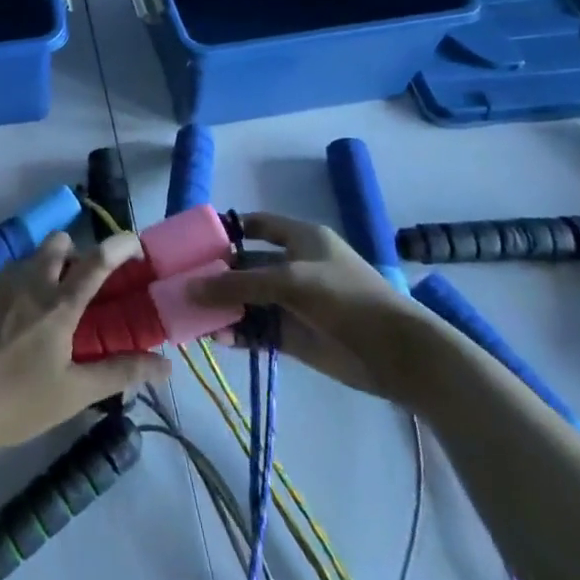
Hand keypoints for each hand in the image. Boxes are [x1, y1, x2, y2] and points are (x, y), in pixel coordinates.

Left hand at [0, 231, 170, 450]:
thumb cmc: (18, 403)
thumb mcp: (74, 393)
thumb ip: (120, 373)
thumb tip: (166, 367)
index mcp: (58, 304)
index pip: (97, 261)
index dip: (119, 245)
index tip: (133, 242)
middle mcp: (29, 281)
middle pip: (58, 242)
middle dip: (72, 253)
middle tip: (75, 288)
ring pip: (27, 260)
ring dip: (40, 273)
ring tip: (37, 314)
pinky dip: (10, 292)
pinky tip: (3, 328)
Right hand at [190, 213, 437, 402]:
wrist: (397, 354)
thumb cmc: (345, 298)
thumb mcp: (289, 282)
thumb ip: (239, 285)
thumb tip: (190, 289)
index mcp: (301, 239)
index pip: (257, 225)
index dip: (228, 230)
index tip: (195, 241)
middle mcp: (295, 266)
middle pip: (247, 265)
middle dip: (217, 274)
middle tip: (182, 283)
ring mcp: (295, 303)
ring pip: (250, 300)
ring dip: (224, 307)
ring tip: (193, 315)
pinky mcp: (297, 336)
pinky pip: (259, 330)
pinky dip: (239, 333)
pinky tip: (217, 338)